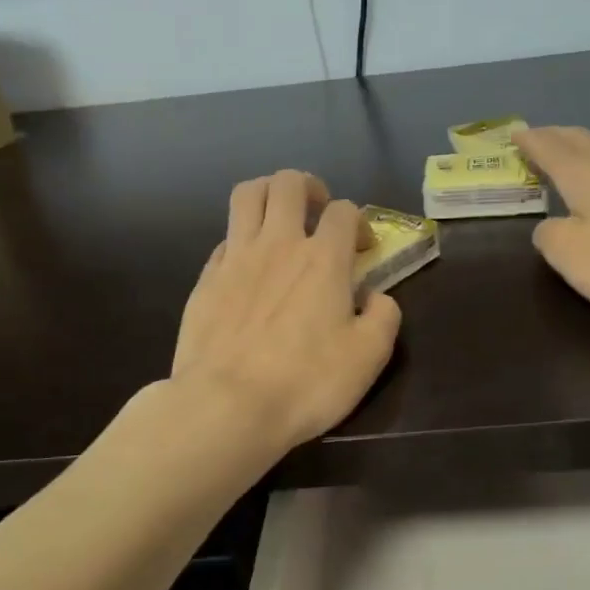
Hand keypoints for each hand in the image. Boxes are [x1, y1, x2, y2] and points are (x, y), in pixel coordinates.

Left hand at [171, 170, 400, 452]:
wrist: (227, 406)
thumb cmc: (305, 382)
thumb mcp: (368, 357)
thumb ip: (383, 317)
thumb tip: (375, 296)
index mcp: (323, 259)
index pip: (345, 211)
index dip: (359, 222)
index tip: (363, 248)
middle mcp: (278, 244)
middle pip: (288, 183)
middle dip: (310, 187)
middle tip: (318, 213)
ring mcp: (235, 258)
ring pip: (247, 195)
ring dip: (268, 193)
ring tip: (280, 217)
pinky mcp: (205, 279)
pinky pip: (225, 238)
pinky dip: (242, 238)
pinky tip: (249, 265)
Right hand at [515, 126, 589, 336]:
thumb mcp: (567, 253)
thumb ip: (548, 234)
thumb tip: (551, 226)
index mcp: (584, 174)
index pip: (550, 148)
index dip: (530, 141)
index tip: (516, 134)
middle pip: (582, 140)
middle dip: (557, 138)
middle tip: (541, 140)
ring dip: (589, 147)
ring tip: (579, 154)